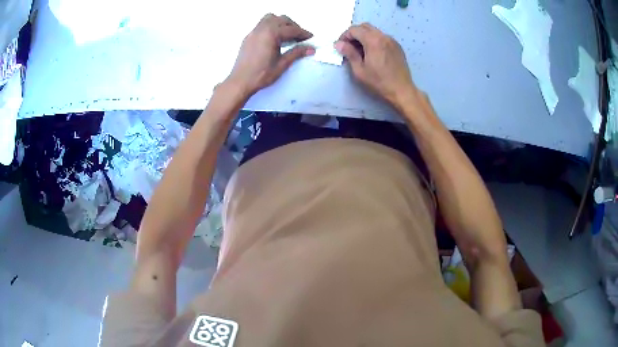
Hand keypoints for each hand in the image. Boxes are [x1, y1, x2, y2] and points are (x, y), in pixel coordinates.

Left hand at [227, 14, 314, 95]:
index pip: (291, 29)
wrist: (240, 82)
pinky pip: (262, 25)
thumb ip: (297, 53)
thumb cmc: (261, 75)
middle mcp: (262, 29)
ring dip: (281, 23)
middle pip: (282, 20)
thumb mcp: (282, 64)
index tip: (311, 38)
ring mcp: (253, 32)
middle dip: (293, 26)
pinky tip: (274, 39)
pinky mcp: (248, 37)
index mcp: (271, 34)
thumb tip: (311, 48)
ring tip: (287, 35)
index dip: (303, 33)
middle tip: (300, 38)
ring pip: (270, 18)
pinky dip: (271, 27)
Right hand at [335, 23, 416, 106]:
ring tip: (360, 51)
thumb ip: (349, 53)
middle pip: (364, 27)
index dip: (344, 36)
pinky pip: (382, 37)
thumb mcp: (359, 70)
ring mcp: (392, 40)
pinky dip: (374, 40)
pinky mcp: (397, 46)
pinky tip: (372, 53)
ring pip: (374, 31)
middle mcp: (383, 36)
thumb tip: (338, 43)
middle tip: (349, 47)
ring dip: (364, 36)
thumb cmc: (379, 82)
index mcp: (373, 41)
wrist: (402, 90)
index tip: (341, 46)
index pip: (354, 29)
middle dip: (354, 34)